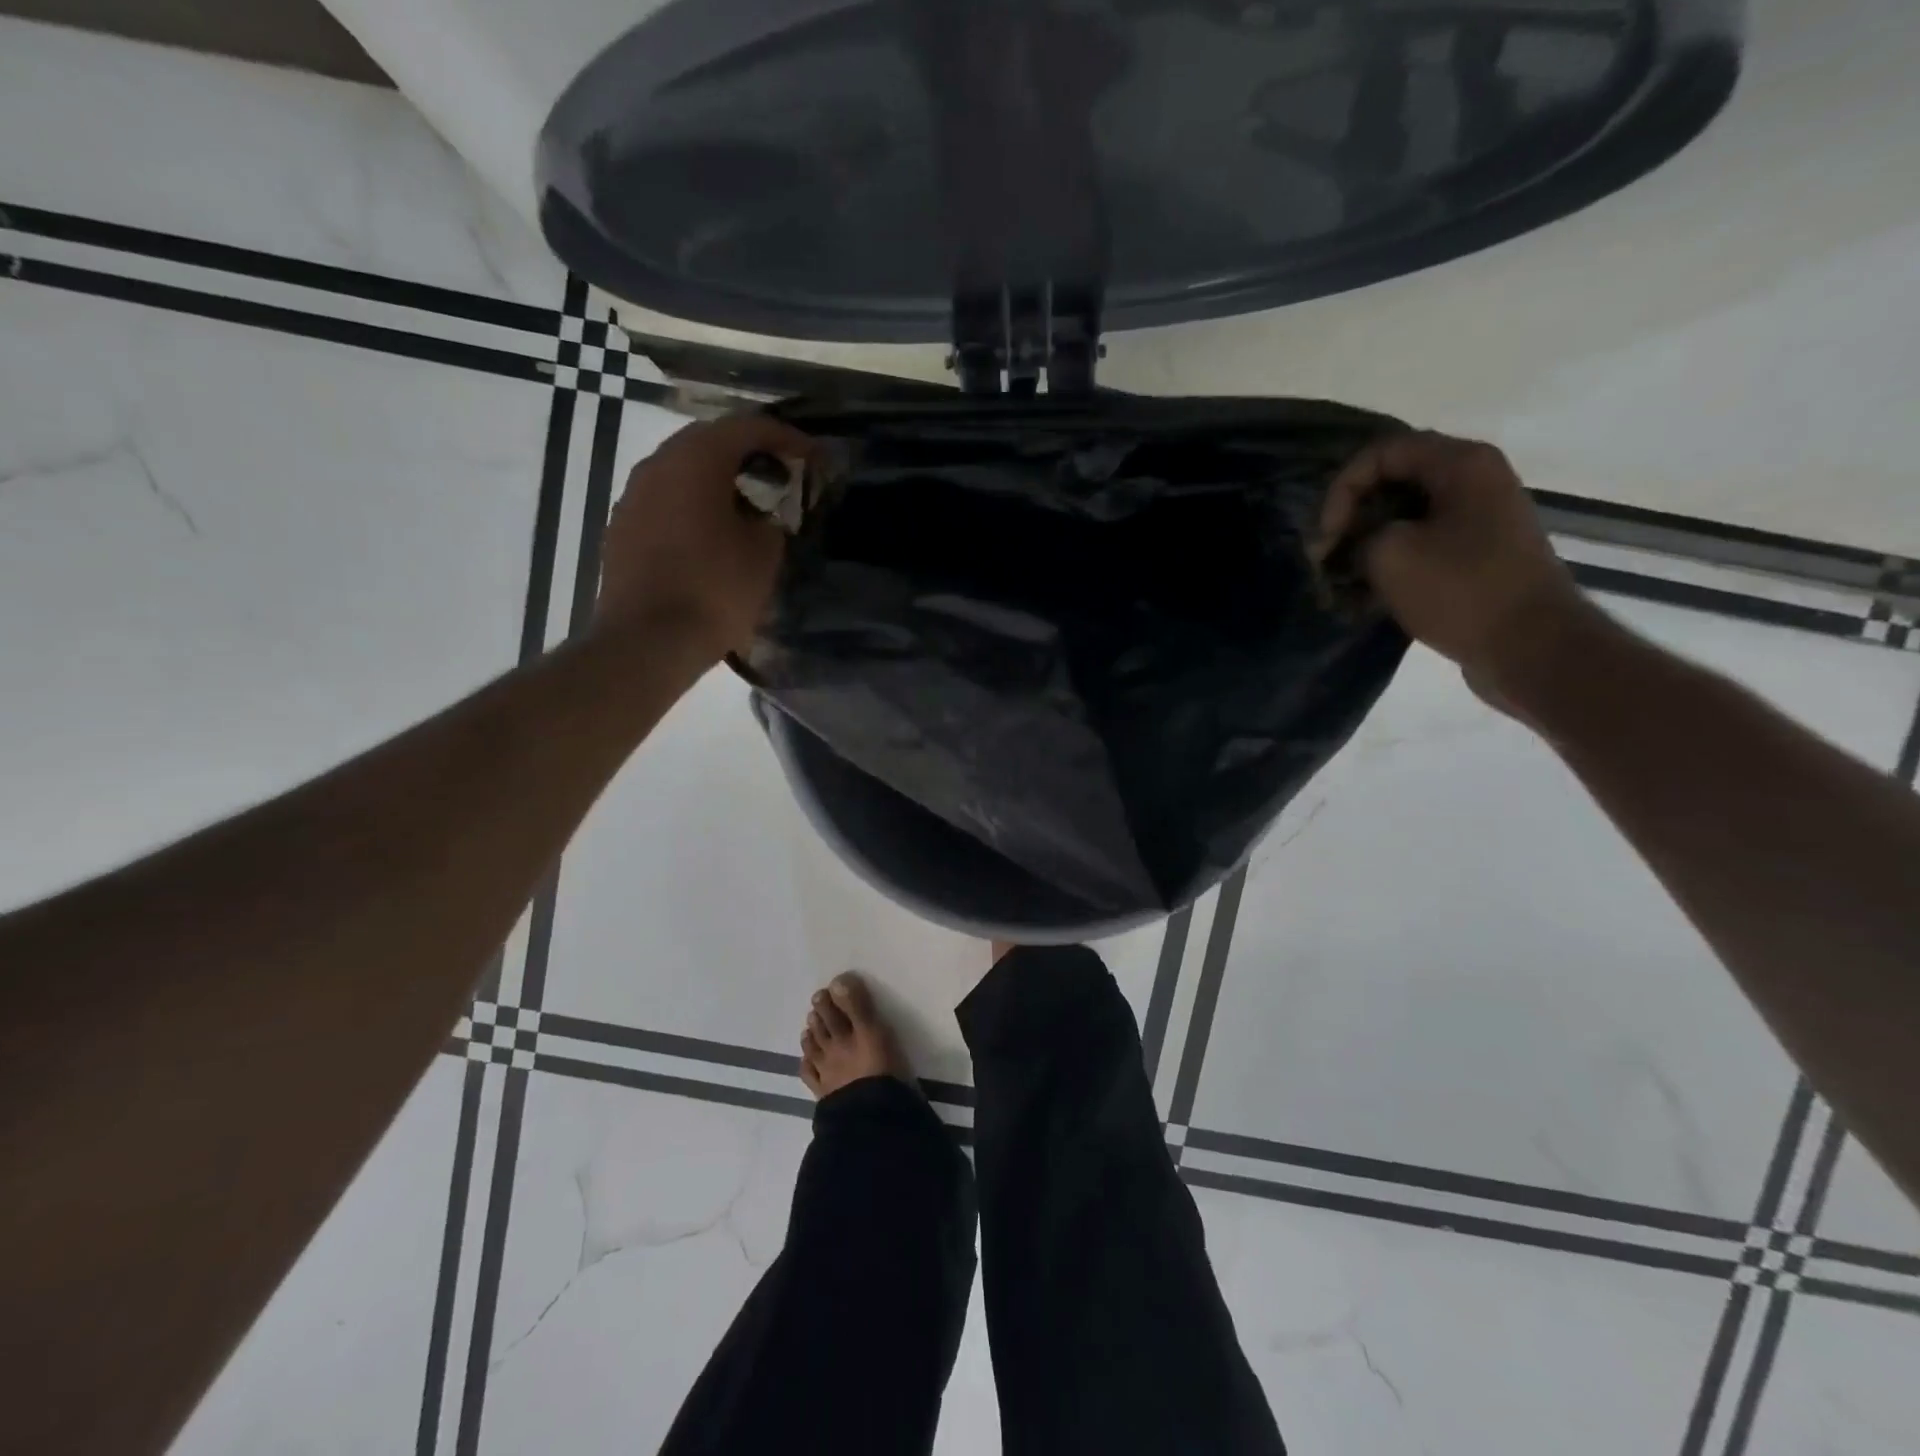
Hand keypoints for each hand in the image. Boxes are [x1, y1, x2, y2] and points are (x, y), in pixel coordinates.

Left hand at [595, 413, 817, 660]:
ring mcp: (633, 495)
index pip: (748, 427)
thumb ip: (772, 518)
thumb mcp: (764, 553)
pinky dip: (693, 502)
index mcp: (696, 460)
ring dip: (717, 477)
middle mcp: (658, 464)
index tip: (812, 456)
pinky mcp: (622, 526)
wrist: (648, 640)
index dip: (786, 437)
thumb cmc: (715, 590)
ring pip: (682, 469)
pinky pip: (665, 498)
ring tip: (747, 502)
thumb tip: (765, 512)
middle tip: (780, 473)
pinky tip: (711, 531)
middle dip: (748, 451)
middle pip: (709, 440)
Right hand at [1317, 431, 1602, 704]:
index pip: (1381, 453)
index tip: (1326, 536)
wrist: (1531, 646)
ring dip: (1366, 542)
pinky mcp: (1477, 553)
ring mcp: (1478, 518)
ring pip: (1404, 515)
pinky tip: (1366, 593)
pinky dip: (1389, 561)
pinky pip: (1421, 543)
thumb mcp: (1389, 554)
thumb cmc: (1461, 589)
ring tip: (1340, 577)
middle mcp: (1475, 480)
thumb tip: (1358, 543)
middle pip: (1392, 481)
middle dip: (1351, 515)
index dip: (1342, 490)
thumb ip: (1359, 534)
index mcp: (1461, 464)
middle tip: (1326, 554)